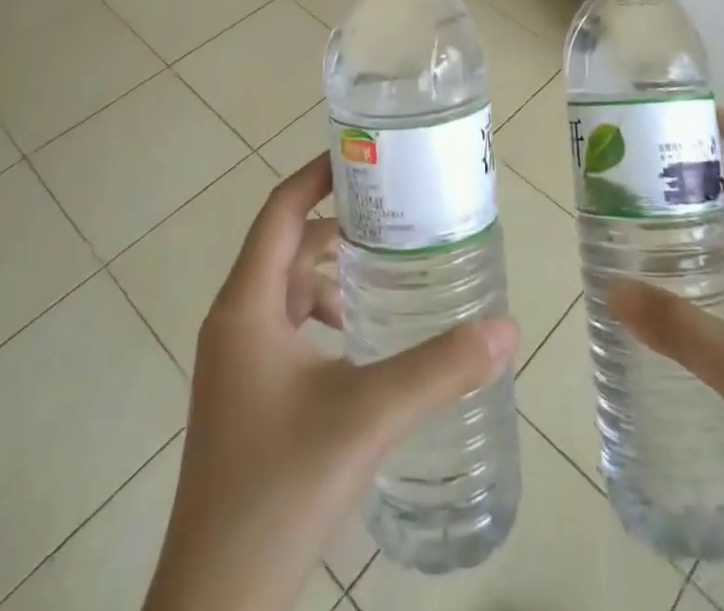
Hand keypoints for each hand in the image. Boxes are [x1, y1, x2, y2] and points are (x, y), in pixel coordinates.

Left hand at [143, 153, 517, 610]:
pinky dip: (326, 317)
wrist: (216, 603)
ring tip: (391, 274)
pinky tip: (366, 342)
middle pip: (287, 246)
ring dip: (334, 275)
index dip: (319, 175)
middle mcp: (235, 321)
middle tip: (398, 214)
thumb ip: (439, 368)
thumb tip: (506, 328)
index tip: (367, 156)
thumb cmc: (279, 487)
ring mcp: (237, 362)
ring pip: (288, 290)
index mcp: (247, 305)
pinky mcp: (246, 396)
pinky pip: (288, 329)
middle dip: (339, 226)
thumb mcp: (367, 416)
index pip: (280, 209)